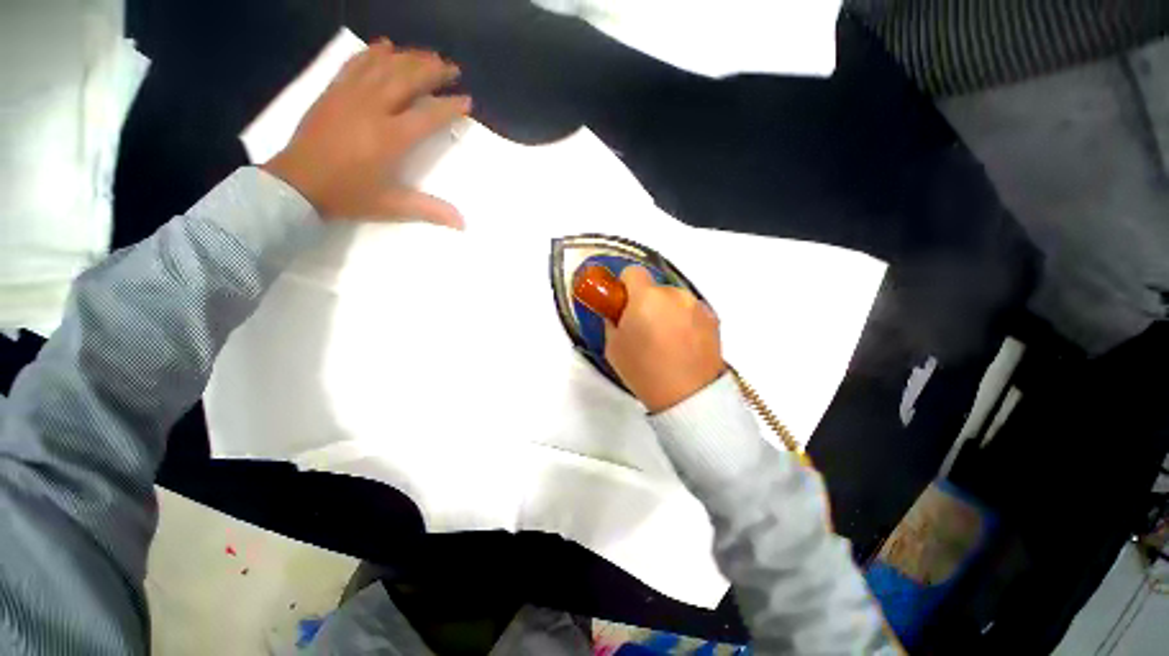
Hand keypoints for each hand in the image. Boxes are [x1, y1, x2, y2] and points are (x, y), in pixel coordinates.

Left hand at [263, 38, 470, 226]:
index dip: (450, 106)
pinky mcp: (333, 91)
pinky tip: (386, 46)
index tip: (467, 100)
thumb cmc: (348, 195)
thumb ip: (430, 210)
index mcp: (390, 138)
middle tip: (452, 68)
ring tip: (429, 55)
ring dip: (409, 57)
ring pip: (384, 66)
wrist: (297, 185)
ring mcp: (350, 96)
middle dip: (433, 71)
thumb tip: (463, 223)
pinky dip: (373, 52)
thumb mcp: (392, 206)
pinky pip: (355, 63)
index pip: (428, 115)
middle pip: (408, 80)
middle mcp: (373, 109)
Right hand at [604, 266, 724, 412]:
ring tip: (666, 341)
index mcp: (646, 297)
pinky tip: (683, 345)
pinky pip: (690, 311)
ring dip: (667, 310)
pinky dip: (684, 320)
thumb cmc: (644, 371)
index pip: (632, 271)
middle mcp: (674, 294)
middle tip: (644, 328)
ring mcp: (697, 305)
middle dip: (646, 301)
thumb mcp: (613, 347)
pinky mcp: (713, 318)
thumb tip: (618, 313)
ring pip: (674, 299)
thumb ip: (612, 321)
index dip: (624, 286)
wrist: (688, 397)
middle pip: (654, 287)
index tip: (623, 305)